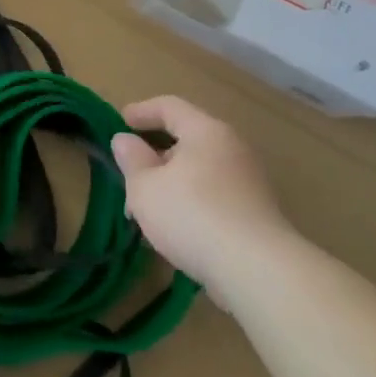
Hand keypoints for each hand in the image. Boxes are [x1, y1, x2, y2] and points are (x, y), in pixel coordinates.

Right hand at [111, 96, 290, 289]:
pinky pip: (213, 194)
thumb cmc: (192, 215)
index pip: (170, 106)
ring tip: (145, 208)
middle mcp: (232, 148)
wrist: (257, 270)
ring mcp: (248, 181)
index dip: (141, 111)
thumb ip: (132, 159)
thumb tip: (125, 140)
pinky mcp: (255, 212)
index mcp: (206, 131)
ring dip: (169, 182)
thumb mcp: (145, 187)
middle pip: (186, 139)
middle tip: (129, 172)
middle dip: (153, 154)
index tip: (119, 121)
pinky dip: (189, 201)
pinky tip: (173, 227)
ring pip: (198, 170)